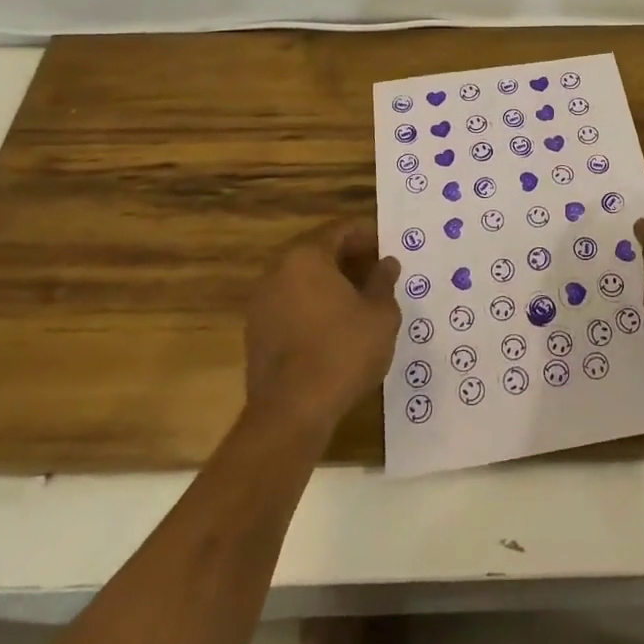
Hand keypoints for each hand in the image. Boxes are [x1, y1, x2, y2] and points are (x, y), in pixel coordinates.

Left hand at [244, 221, 401, 434]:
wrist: (291, 412)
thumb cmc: (343, 351)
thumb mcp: (380, 314)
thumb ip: (384, 281)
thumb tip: (387, 263)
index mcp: (306, 256)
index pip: (340, 230)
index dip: (367, 234)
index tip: (387, 245)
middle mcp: (277, 270)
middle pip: (318, 251)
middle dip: (348, 257)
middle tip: (377, 270)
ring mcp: (261, 302)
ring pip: (302, 279)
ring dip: (329, 282)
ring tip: (360, 297)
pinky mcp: (256, 331)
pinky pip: (291, 303)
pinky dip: (313, 304)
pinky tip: (335, 324)